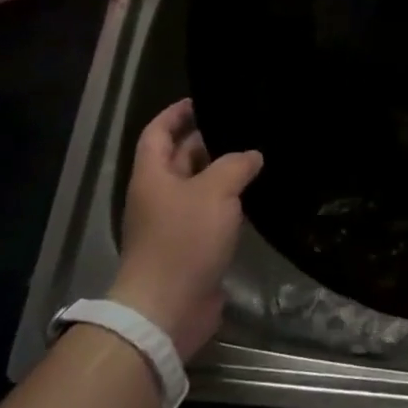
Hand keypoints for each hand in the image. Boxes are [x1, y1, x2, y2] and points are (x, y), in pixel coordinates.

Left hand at [111, 99, 262, 360]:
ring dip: (220, 174)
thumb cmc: (184, 240)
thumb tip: (252, 155)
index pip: (158, 133)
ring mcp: (173, 224)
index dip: (175, 114)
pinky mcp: (191, 248)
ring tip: (255, 157)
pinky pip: (209, 215)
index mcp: (152, 176)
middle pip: (178, 159)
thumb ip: (235, 166)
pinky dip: (228, 204)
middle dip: (205, 141)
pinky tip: (253, 199)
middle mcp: (159, 196)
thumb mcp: (214, 192)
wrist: (169, 307)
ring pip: (197, 188)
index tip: (200, 100)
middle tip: (241, 127)